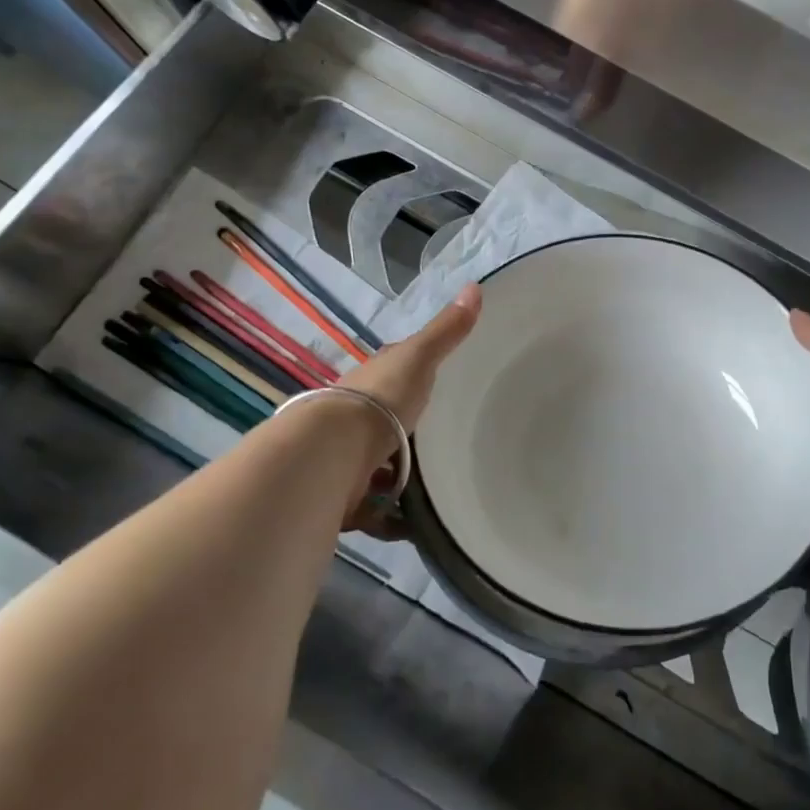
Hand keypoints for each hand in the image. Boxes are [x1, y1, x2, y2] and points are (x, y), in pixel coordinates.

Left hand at [335, 284, 481, 535]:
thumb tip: (476, 285)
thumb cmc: (379, 400)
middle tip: (447, 447)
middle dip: (407, 436)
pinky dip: (392, 518)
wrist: (333, 453)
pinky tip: (416, 524)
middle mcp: (354, 419)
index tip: (436, 385)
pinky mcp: (345, 496)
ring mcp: (347, 459)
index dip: (410, 377)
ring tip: (439, 490)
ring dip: (400, 481)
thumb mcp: (419, 359)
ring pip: (379, 469)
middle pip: (385, 425)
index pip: (391, 374)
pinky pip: (374, 509)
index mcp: (371, 383)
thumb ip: (446, 331)